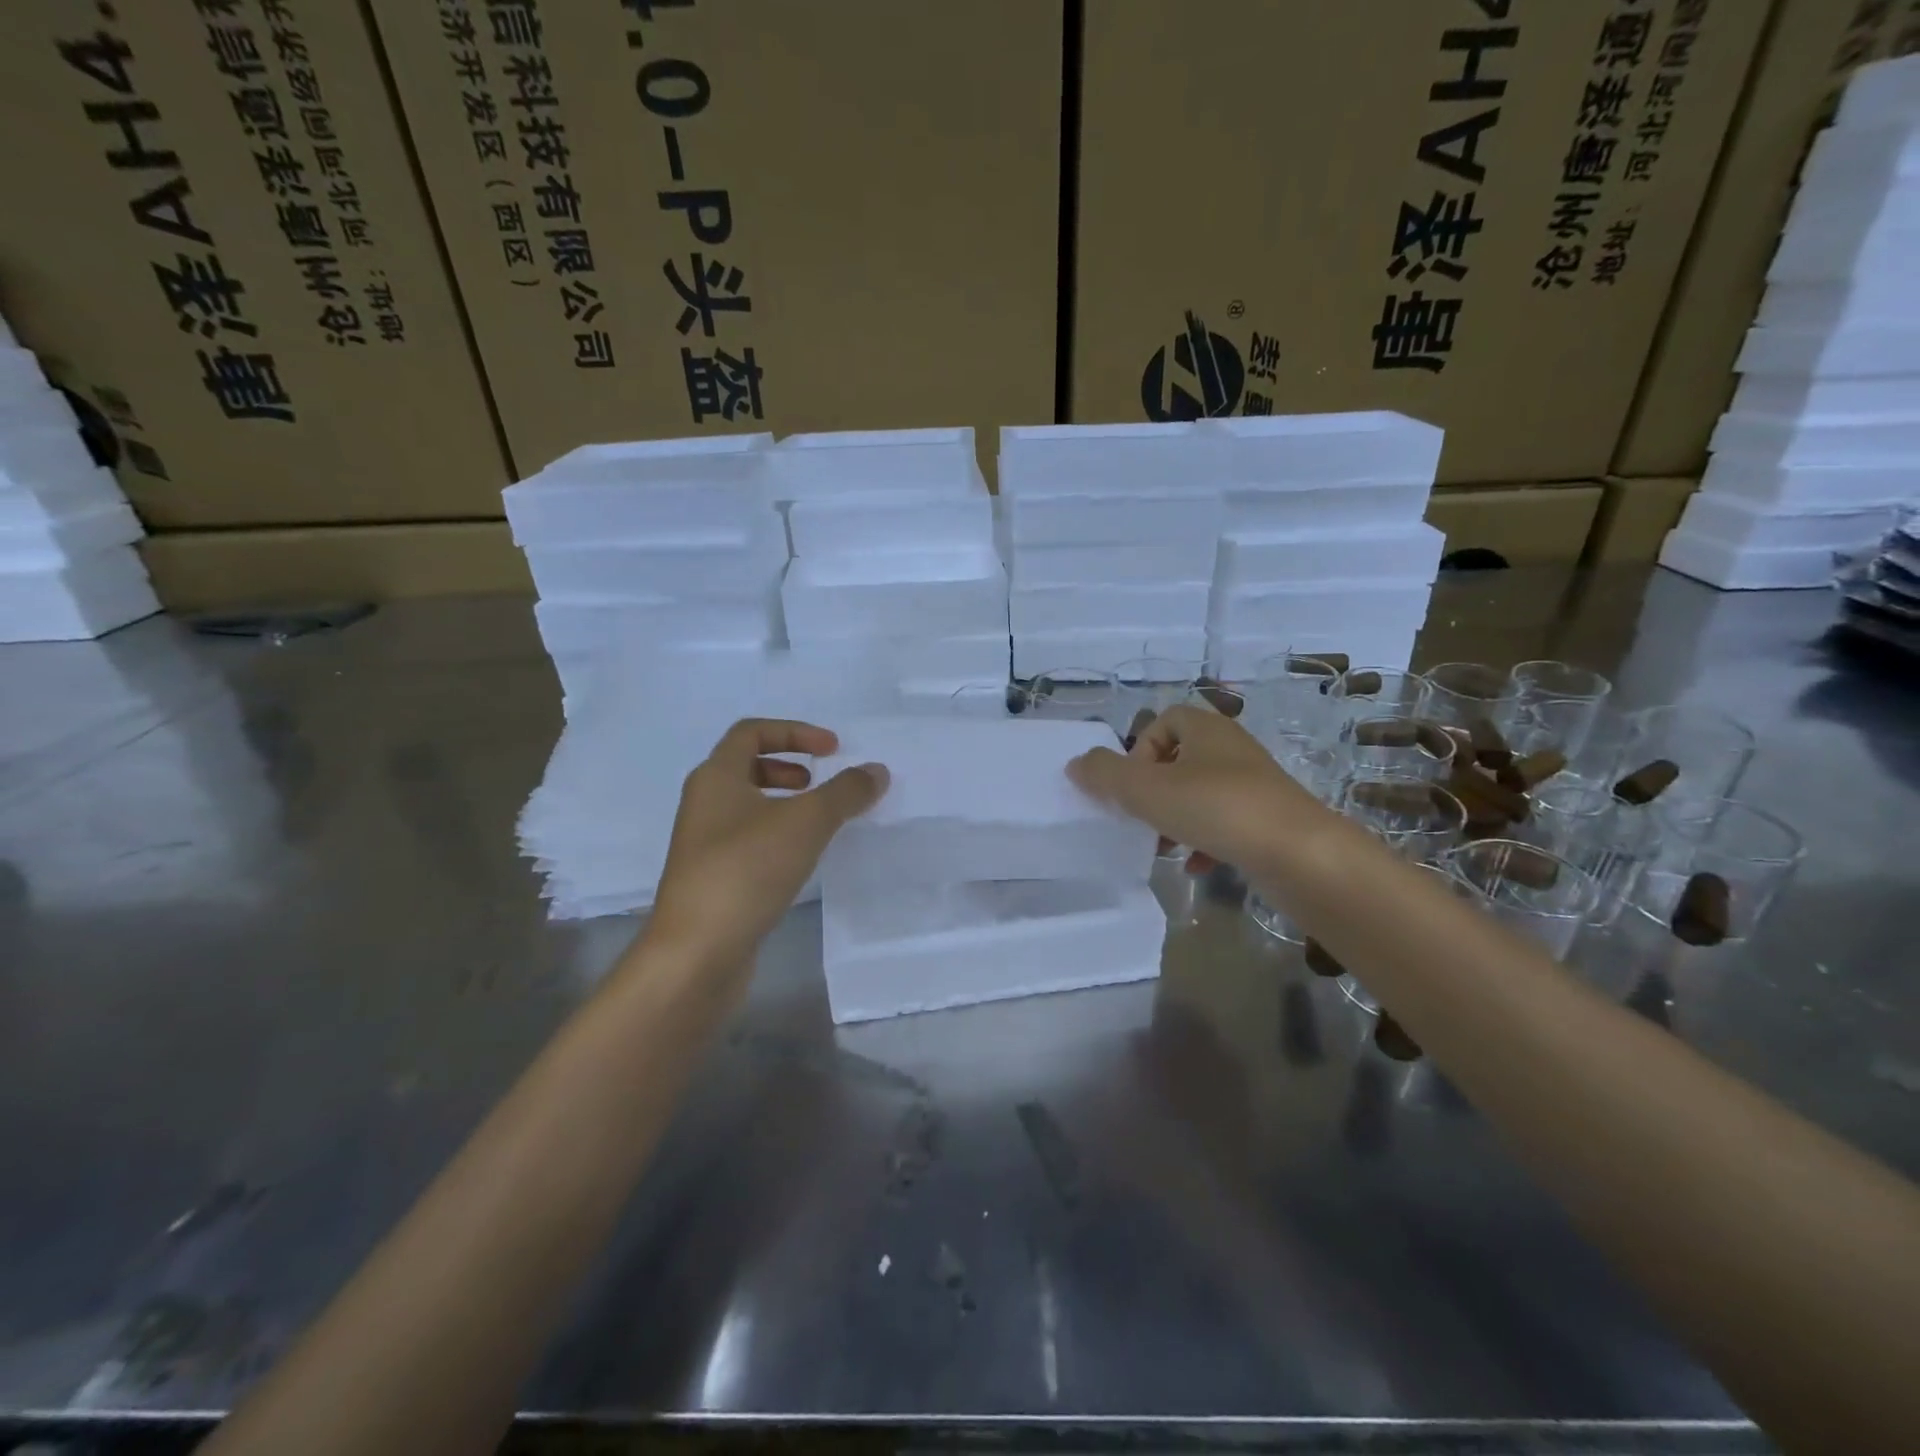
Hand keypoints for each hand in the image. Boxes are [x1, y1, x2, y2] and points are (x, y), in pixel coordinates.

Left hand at [645, 719, 887, 971]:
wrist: (696, 953)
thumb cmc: (746, 871)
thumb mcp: (806, 822)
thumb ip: (845, 792)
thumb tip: (876, 770)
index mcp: (716, 777)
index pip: (751, 732)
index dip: (794, 732)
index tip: (832, 750)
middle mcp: (704, 804)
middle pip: (746, 767)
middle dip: (788, 767)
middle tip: (819, 783)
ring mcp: (705, 845)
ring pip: (748, 807)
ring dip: (785, 804)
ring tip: (818, 823)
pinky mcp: (713, 879)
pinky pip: (749, 841)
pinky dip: (778, 837)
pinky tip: (802, 860)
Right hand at [1067, 704, 1323, 875]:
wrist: (1300, 854)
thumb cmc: (1217, 808)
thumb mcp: (1147, 790)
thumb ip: (1105, 775)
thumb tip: (1076, 763)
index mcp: (1207, 730)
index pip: (1166, 720)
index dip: (1141, 748)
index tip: (1133, 783)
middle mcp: (1232, 750)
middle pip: (1180, 759)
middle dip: (1154, 790)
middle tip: (1141, 817)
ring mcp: (1255, 786)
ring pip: (1201, 794)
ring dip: (1175, 818)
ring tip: (1162, 846)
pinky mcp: (1269, 820)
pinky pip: (1226, 824)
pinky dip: (1205, 842)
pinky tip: (1195, 866)